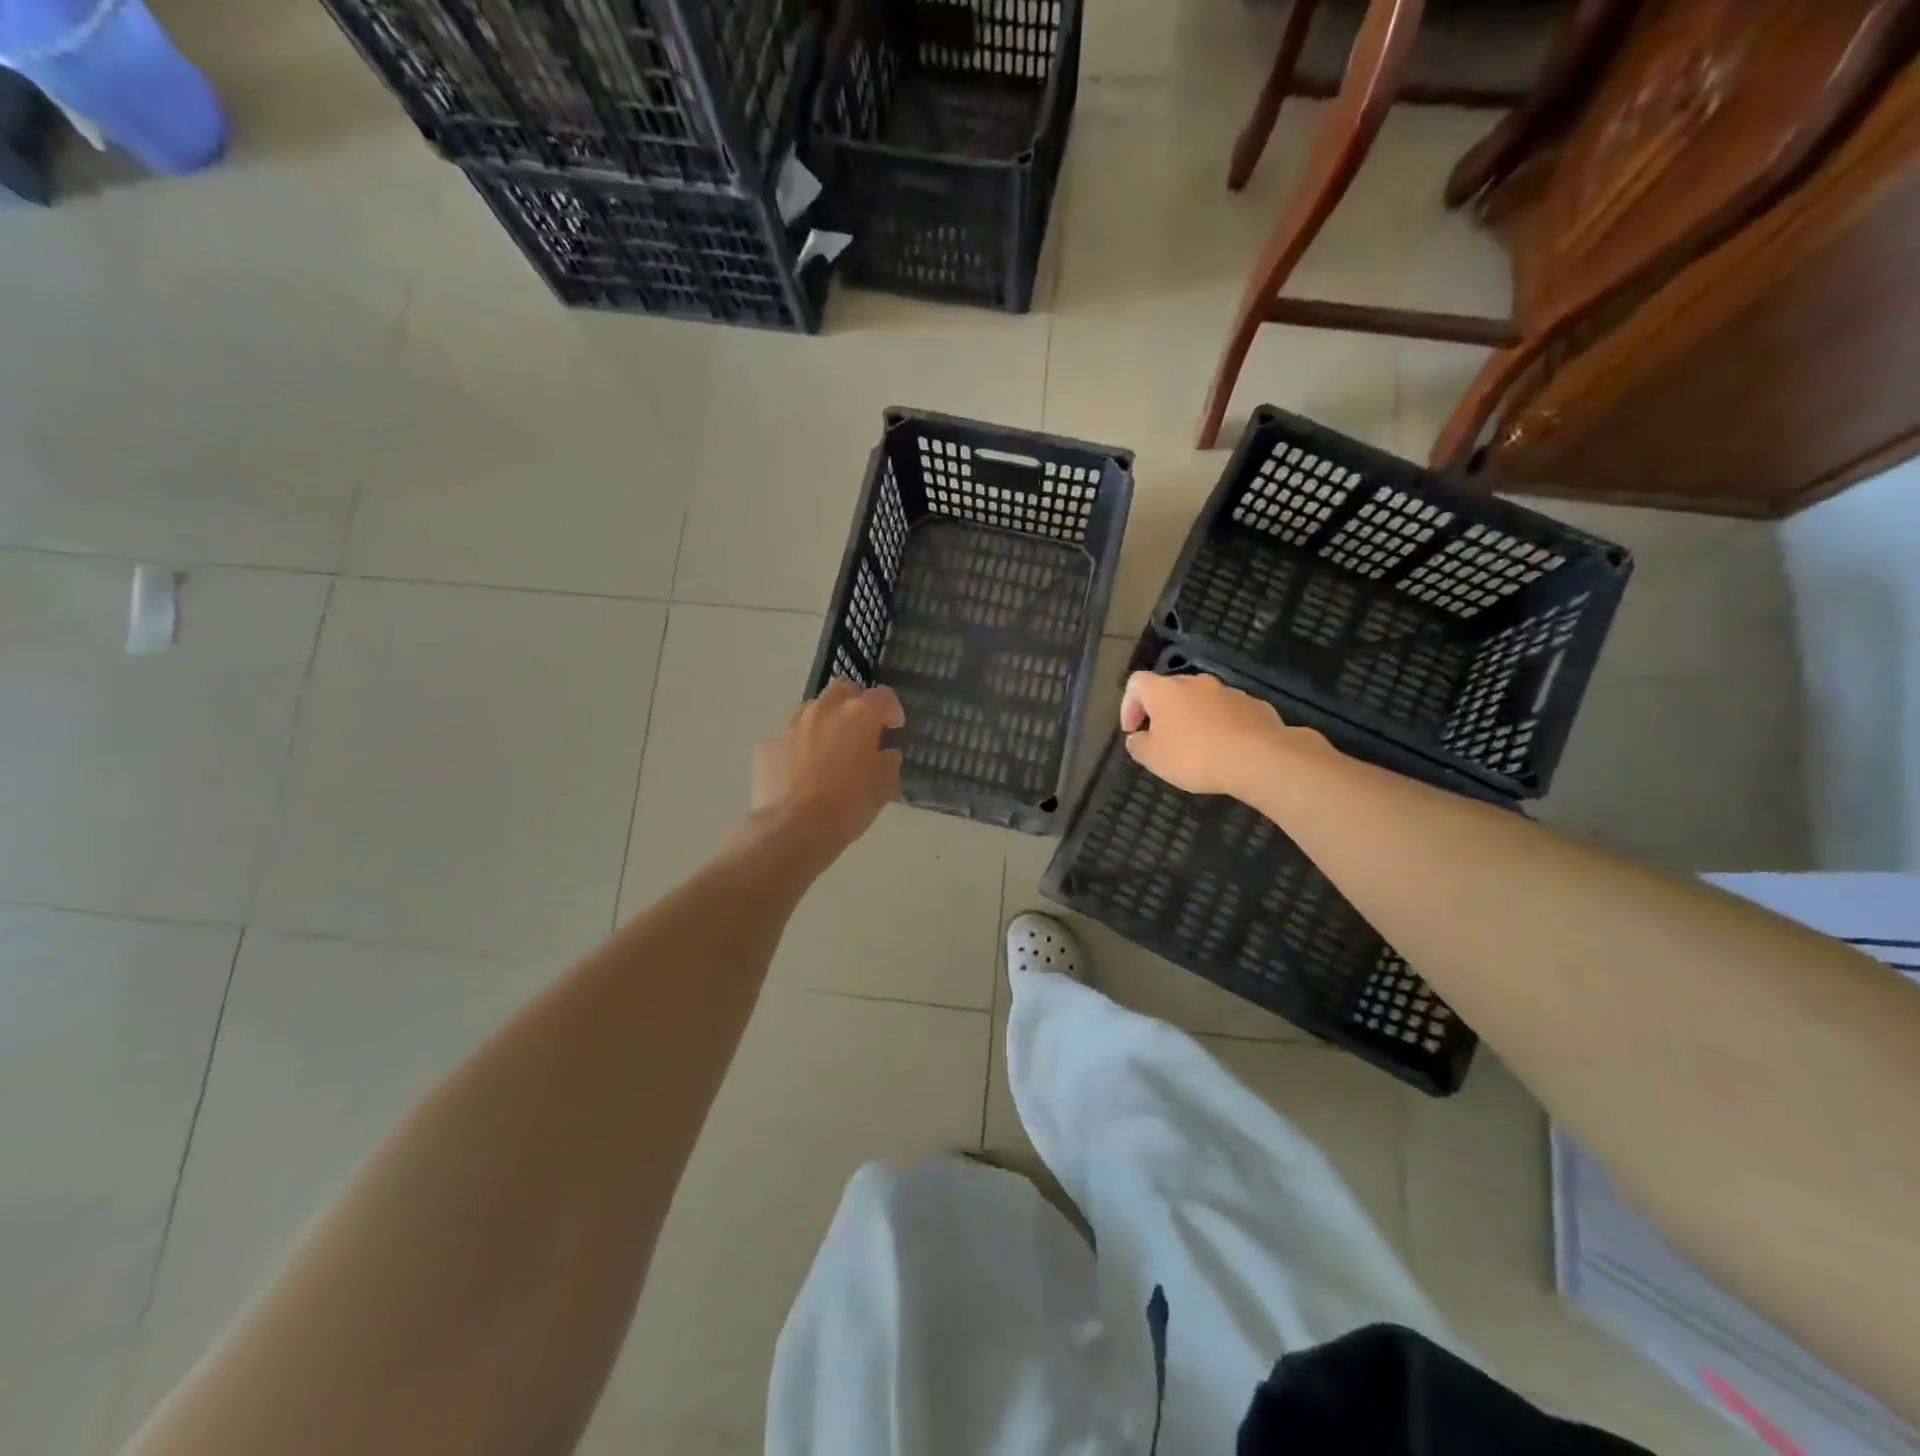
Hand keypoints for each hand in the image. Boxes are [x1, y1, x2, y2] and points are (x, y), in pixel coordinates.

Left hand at [747, 679, 904, 867]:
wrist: (793, 828)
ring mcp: (791, 725)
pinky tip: (801, 771)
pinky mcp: (768, 745)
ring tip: (829, 749)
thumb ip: (888, 762)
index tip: (894, 727)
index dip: (892, 709)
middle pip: (843, 689)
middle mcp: (824, 710)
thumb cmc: (849, 806)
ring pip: (812, 709)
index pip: (883, 696)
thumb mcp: (884, 787)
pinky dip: (799, 747)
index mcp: (858, 715)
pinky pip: (788, 737)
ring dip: (825, 721)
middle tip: (861, 728)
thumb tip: (884, 753)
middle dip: (855, 702)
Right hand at [1121, 670, 1301, 800]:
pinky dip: (1219, 725)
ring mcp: (1227, 690)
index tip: (1132, 730)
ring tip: (1195, 747)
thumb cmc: (1195, 755)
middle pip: (1170, 689)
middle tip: (1161, 739)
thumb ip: (1138, 746)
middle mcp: (1195, 682)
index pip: (1136, 683)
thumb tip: (1136, 738)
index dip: (1128, 705)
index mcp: (1165, 691)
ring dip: (1192, 718)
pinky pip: (1227, 711)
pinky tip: (1224, 748)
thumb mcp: (1154, 759)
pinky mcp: (1253, 704)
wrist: (1258, 757)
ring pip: (1200, 700)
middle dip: (1162, 712)